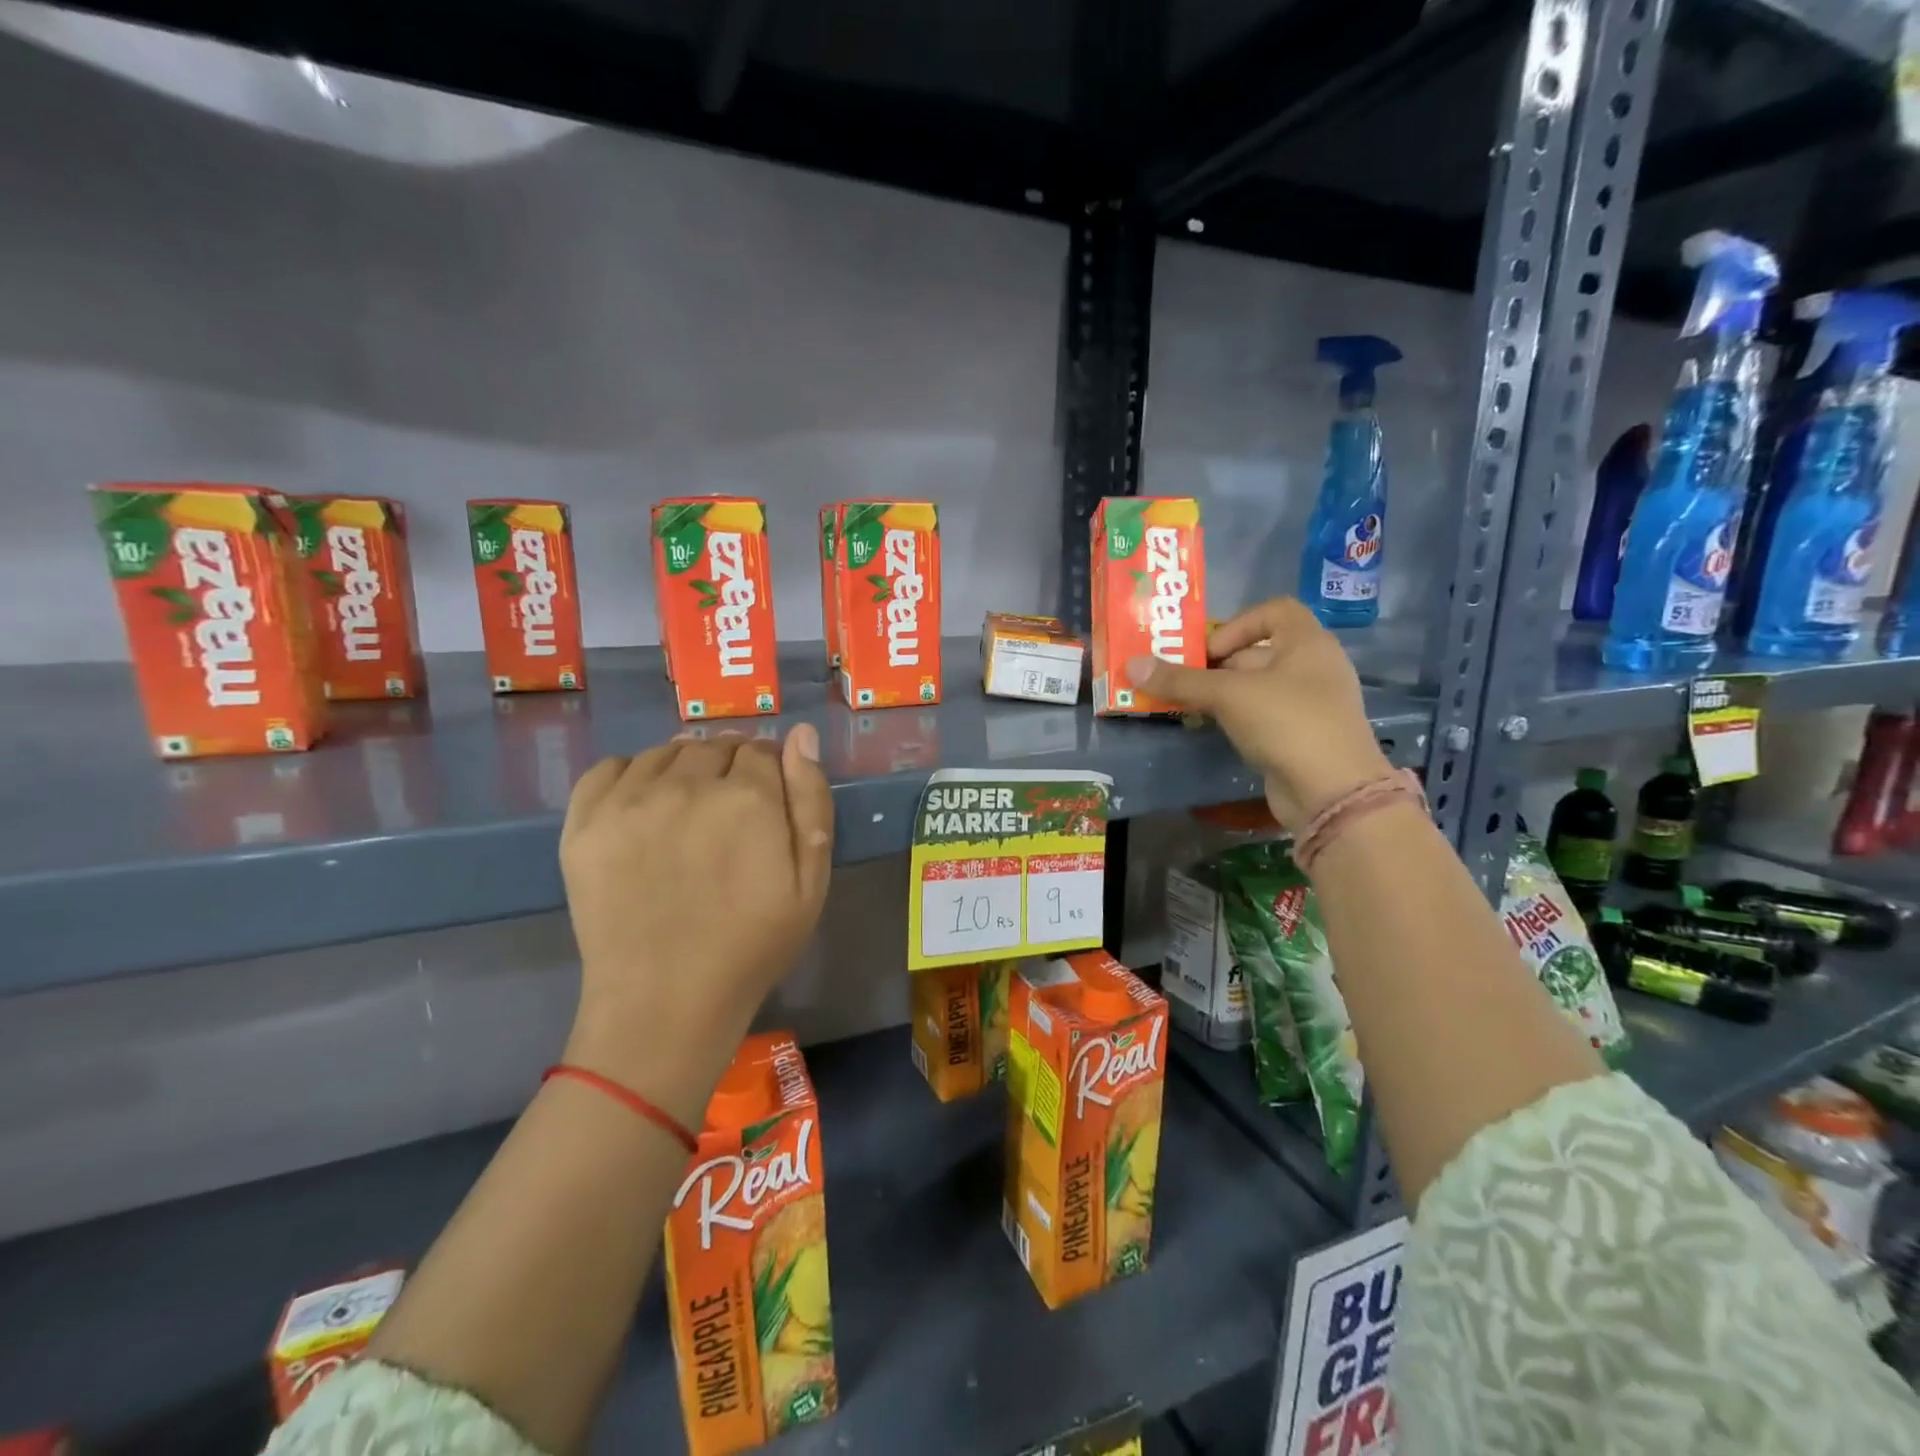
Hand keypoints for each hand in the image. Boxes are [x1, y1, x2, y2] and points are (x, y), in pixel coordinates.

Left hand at [557, 726, 833, 1123]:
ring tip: (687, 809)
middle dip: (730, 766)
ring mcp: (629, 801)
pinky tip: (643, 805)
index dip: (769, 770)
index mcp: (748, 797)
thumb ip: (811, 801)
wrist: (665, 1004)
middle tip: (729, 812)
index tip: (767, 800)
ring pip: (665, 752)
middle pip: (715, 746)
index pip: (762, 749)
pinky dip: (631, 774)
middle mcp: (687, 784)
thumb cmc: (751, 946)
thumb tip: (801, 735)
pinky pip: (609, 767)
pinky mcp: (584, 823)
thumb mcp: (810, 881)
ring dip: (684, 767)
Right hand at [1127, 597, 1391, 829]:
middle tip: (1181, 680)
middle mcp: (1314, 667)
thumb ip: (1180, 679)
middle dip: (1217, 664)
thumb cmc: (1286, 723)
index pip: (1274, 610)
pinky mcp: (1302, 735)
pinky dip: (1237, 716)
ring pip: (1258, 686)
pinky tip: (1212, 729)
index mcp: (1308, 643)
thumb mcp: (1228, 695)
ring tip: (1187, 705)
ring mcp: (1311, 704)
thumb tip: (1131, 665)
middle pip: (1259, 651)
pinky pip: (1264, 714)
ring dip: (1222, 692)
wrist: (1332, 792)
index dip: (1237, 623)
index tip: (1209, 651)